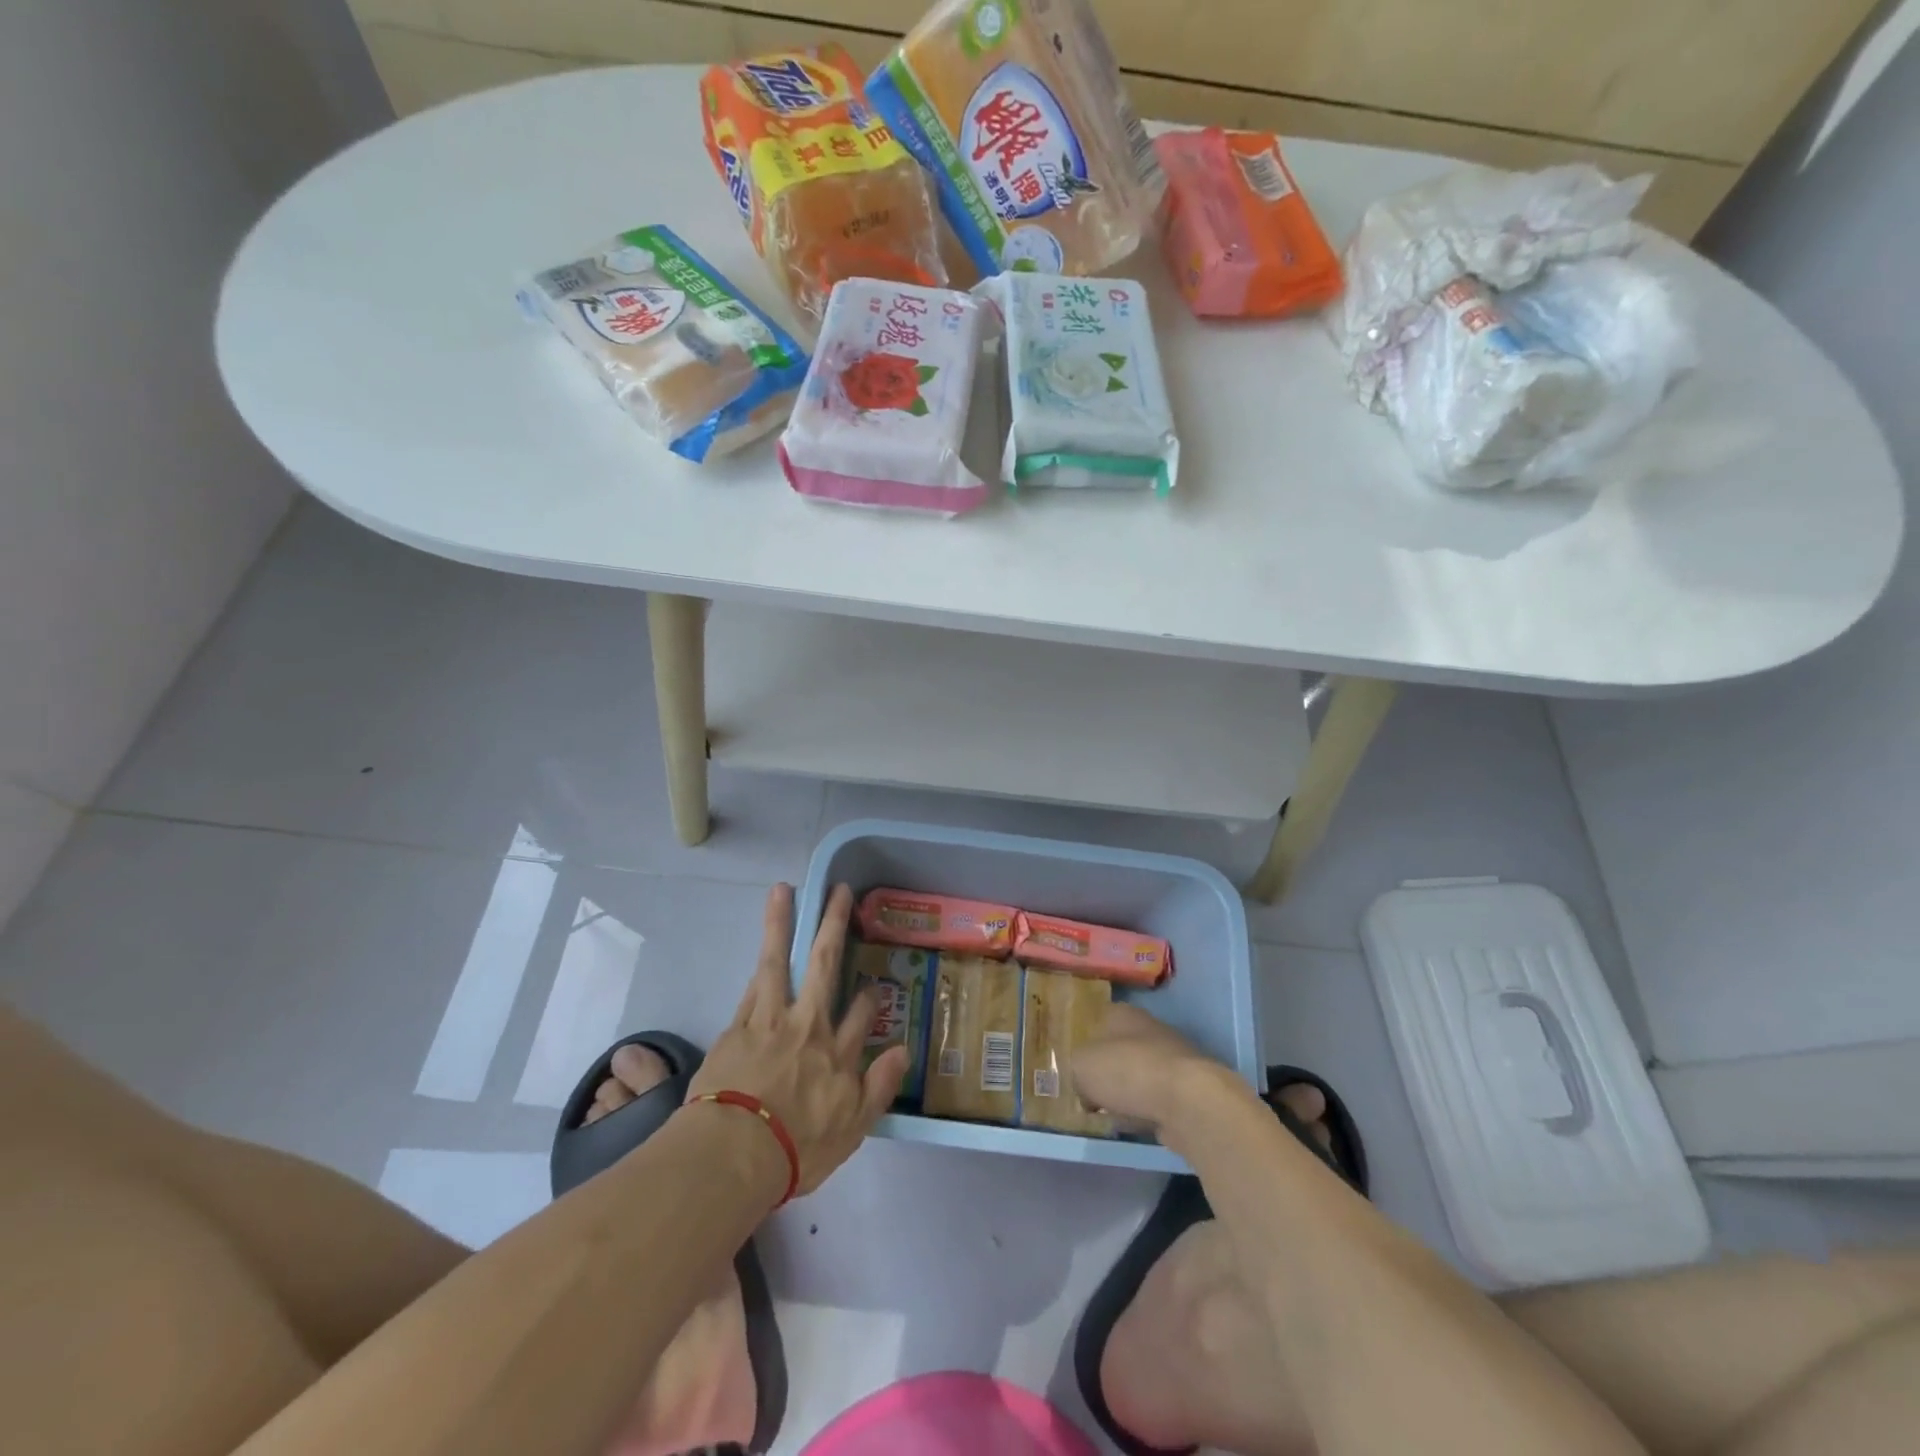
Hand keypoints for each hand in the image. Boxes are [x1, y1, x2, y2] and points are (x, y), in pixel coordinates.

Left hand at [689, 883, 907, 1197]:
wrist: (732, 1153)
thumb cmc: (796, 1148)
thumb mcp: (853, 1128)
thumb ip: (879, 1086)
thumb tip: (903, 1050)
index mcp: (837, 1052)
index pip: (861, 1013)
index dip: (870, 995)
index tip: (874, 986)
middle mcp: (808, 1024)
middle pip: (826, 964)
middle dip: (834, 925)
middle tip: (840, 891)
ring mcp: (771, 1019)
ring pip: (780, 961)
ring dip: (782, 923)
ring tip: (782, 889)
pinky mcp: (738, 1026)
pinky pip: (753, 985)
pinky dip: (760, 962)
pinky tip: (763, 944)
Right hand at [1072, 1003, 1245, 1135]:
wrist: (1187, 1102)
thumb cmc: (1127, 1072)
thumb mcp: (1081, 1065)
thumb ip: (1076, 1070)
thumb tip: (1086, 1087)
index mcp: (1122, 1013)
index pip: (1098, 1021)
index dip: (1086, 1043)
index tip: (1077, 1067)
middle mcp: (1149, 1029)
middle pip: (1120, 1050)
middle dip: (1108, 1073)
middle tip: (1091, 1095)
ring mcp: (1173, 1060)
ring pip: (1140, 1077)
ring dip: (1128, 1095)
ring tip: (1112, 1115)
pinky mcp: (1188, 1091)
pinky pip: (1157, 1101)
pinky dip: (1147, 1112)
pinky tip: (1137, 1125)